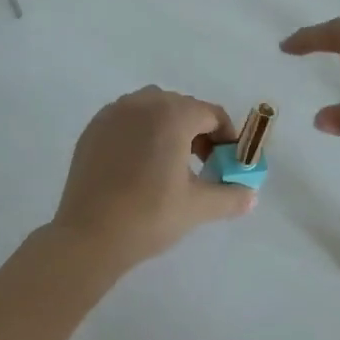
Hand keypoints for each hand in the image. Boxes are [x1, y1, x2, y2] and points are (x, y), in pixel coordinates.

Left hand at [49, 86, 257, 269]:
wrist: (88, 236)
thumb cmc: (149, 215)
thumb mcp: (197, 207)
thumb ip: (231, 196)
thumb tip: (251, 195)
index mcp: (172, 114)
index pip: (211, 114)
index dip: (227, 137)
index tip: (228, 162)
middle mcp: (142, 103)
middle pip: (183, 107)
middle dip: (199, 132)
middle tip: (203, 165)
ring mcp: (113, 113)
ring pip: (153, 109)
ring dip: (169, 128)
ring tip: (171, 163)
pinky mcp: (94, 129)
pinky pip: (128, 120)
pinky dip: (141, 132)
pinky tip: (140, 166)